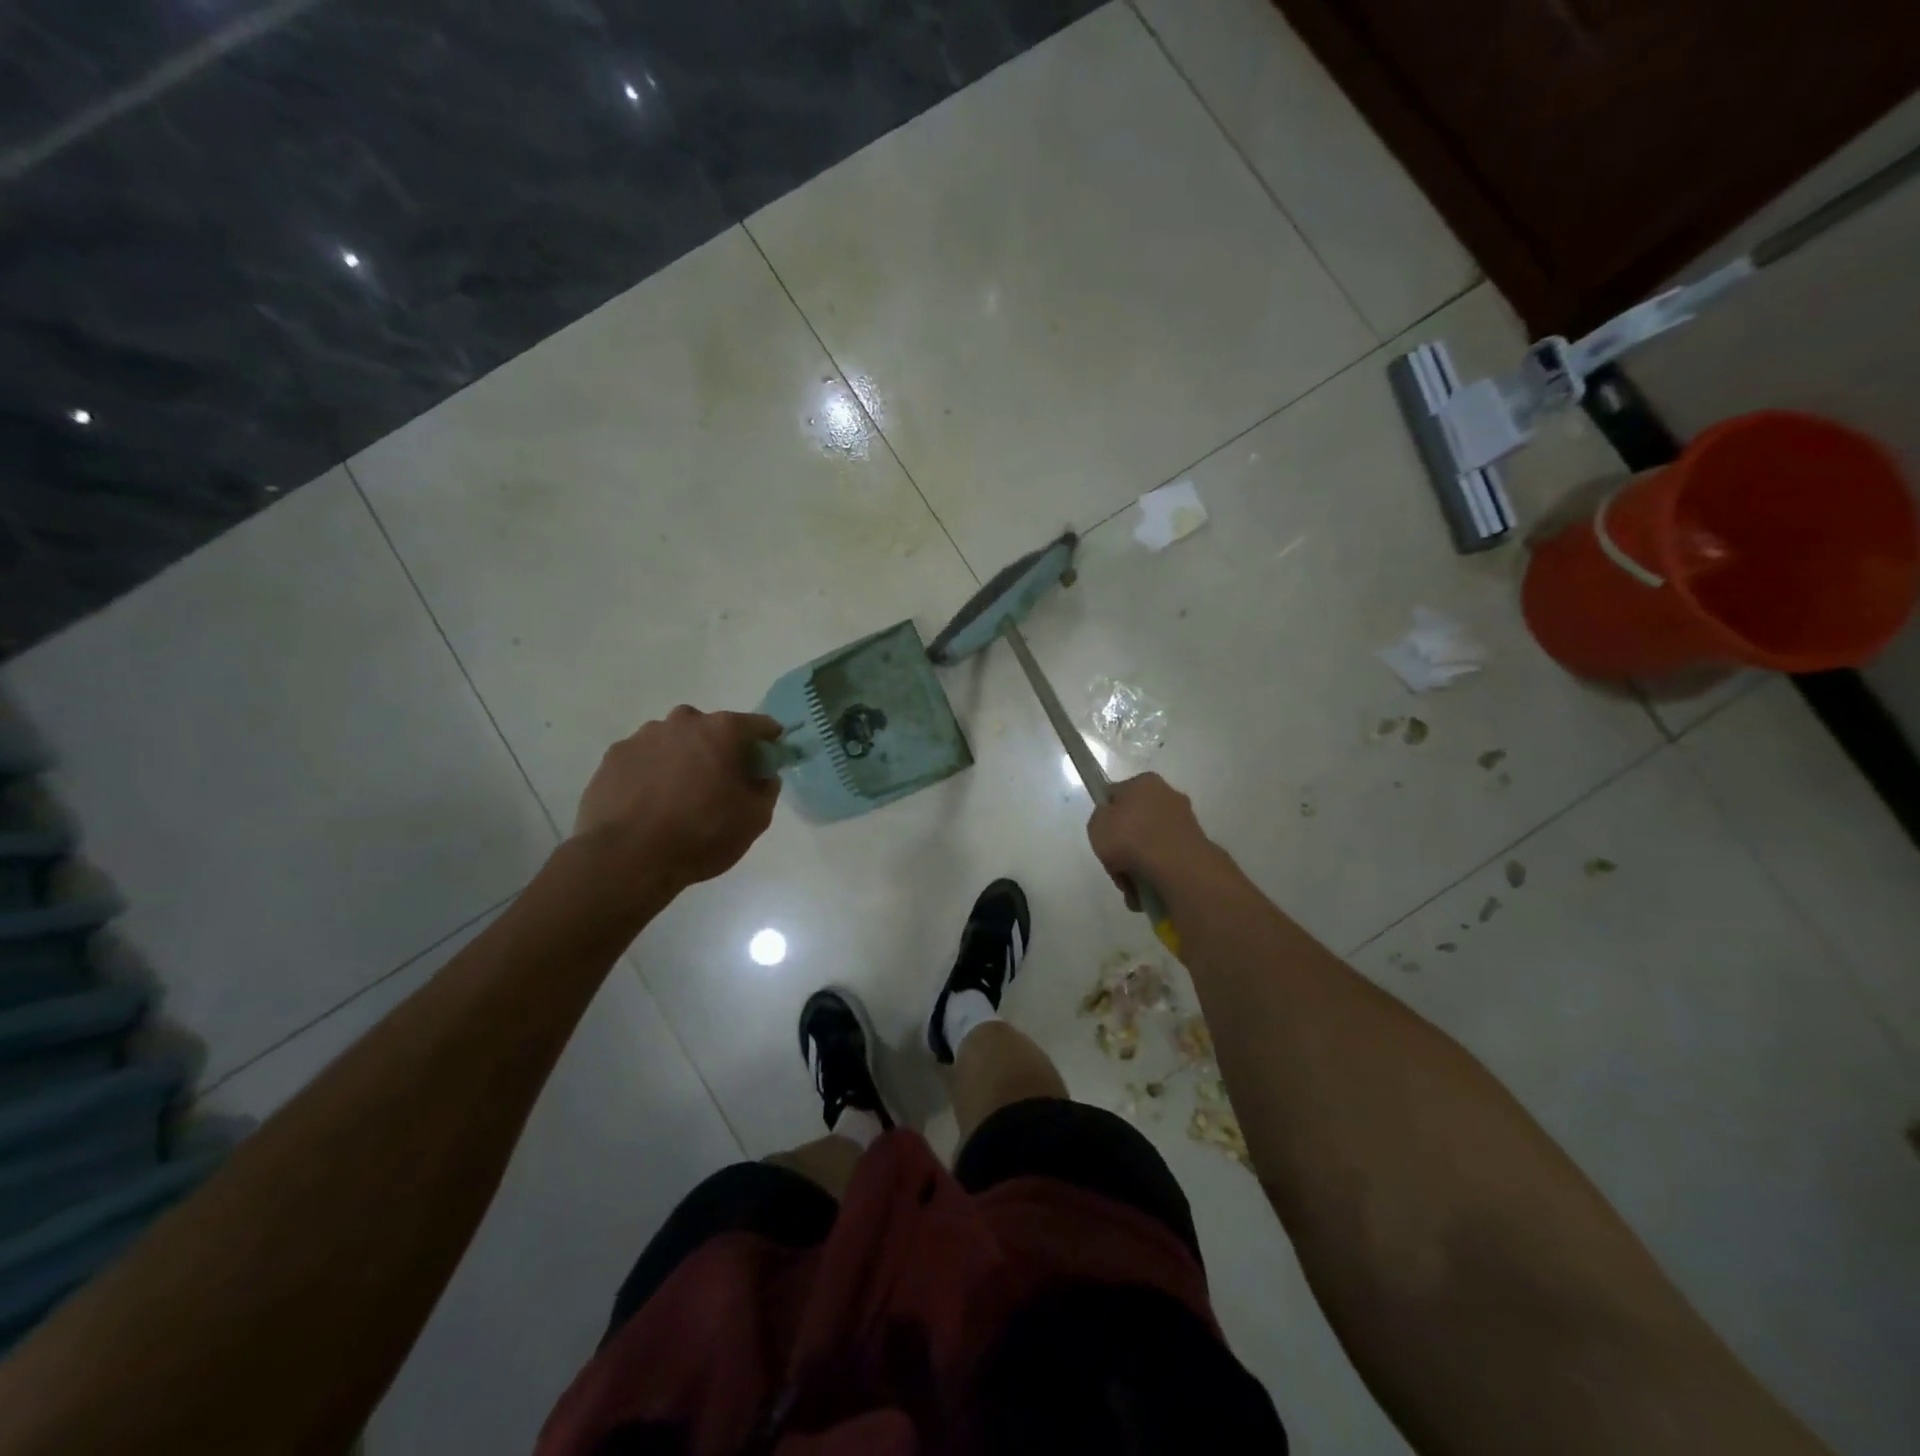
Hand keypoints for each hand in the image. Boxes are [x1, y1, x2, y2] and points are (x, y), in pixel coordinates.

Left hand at [572, 707, 782, 896]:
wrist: (626, 858)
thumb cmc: (701, 834)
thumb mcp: (755, 819)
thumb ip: (766, 789)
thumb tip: (763, 776)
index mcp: (721, 730)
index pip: (758, 725)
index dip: (769, 741)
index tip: (770, 759)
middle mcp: (682, 722)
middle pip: (711, 729)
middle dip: (720, 749)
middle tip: (721, 783)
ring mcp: (642, 737)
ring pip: (674, 742)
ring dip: (683, 759)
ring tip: (680, 797)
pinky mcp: (613, 757)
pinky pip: (645, 759)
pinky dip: (652, 773)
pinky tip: (650, 803)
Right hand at [1086, 773, 1217, 908]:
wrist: (1173, 865)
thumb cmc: (1129, 836)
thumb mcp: (1096, 824)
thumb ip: (1101, 819)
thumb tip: (1113, 823)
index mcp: (1144, 782)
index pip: (1118, 795)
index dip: (1107, 816)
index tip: (1103, 838)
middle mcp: (1168, 795)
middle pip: (1136, 822)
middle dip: (1124, 846)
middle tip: (1115, 864)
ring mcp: (1185, 821)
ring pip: (1151, 844)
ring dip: (1138, 864)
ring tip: (1130, 885)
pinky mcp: (1195, 846)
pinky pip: (1166, 859)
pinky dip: (1156, 873)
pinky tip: (1145, 890)